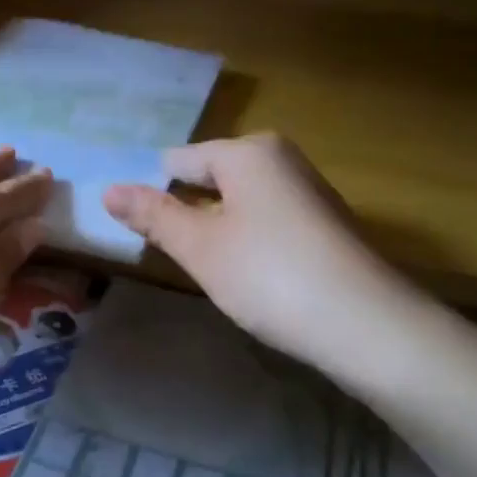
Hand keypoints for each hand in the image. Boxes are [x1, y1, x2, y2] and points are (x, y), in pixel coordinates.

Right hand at [103, 134, 421, 375]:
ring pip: (239, 202)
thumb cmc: (270, 276)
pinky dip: (250, 243)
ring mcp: (308, 190)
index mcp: (247, 151)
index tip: (138, 233)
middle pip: (210, 179)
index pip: (177, 161)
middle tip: (174, 257)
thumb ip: (154, 216)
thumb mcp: (201, 247)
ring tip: (210, 271)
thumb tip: (108, 190)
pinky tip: (251, 277)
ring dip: (218, 231)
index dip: (153, 195)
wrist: (368, 325)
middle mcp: (281, 158)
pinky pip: (268, 220)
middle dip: (188, 214)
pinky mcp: (325, 223)